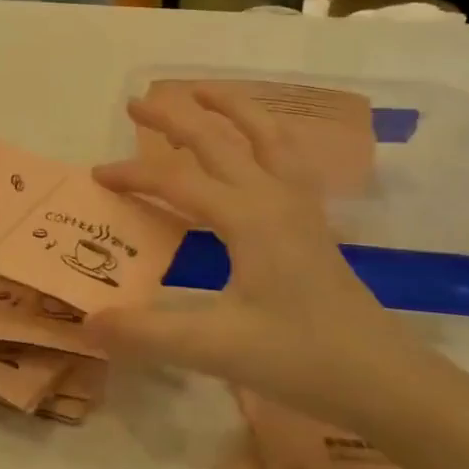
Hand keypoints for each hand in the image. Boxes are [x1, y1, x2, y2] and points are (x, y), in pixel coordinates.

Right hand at [88, 88, 403, 414]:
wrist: (381, 377)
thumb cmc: (300, 357)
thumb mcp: (217, 349)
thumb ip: (148, 334)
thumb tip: (88, 323)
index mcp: (246, 217)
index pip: (176, 181)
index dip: (133, 175)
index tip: (97, 176)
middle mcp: (272, 197)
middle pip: (218, 140)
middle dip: (175, 117)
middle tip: (136, 103)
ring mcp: (299, 205)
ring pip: (265, 135)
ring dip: (231, 108)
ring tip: (201, 92)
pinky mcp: (312, 221)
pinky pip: (287, 157)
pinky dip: (264, 134)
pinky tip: (257, 142)